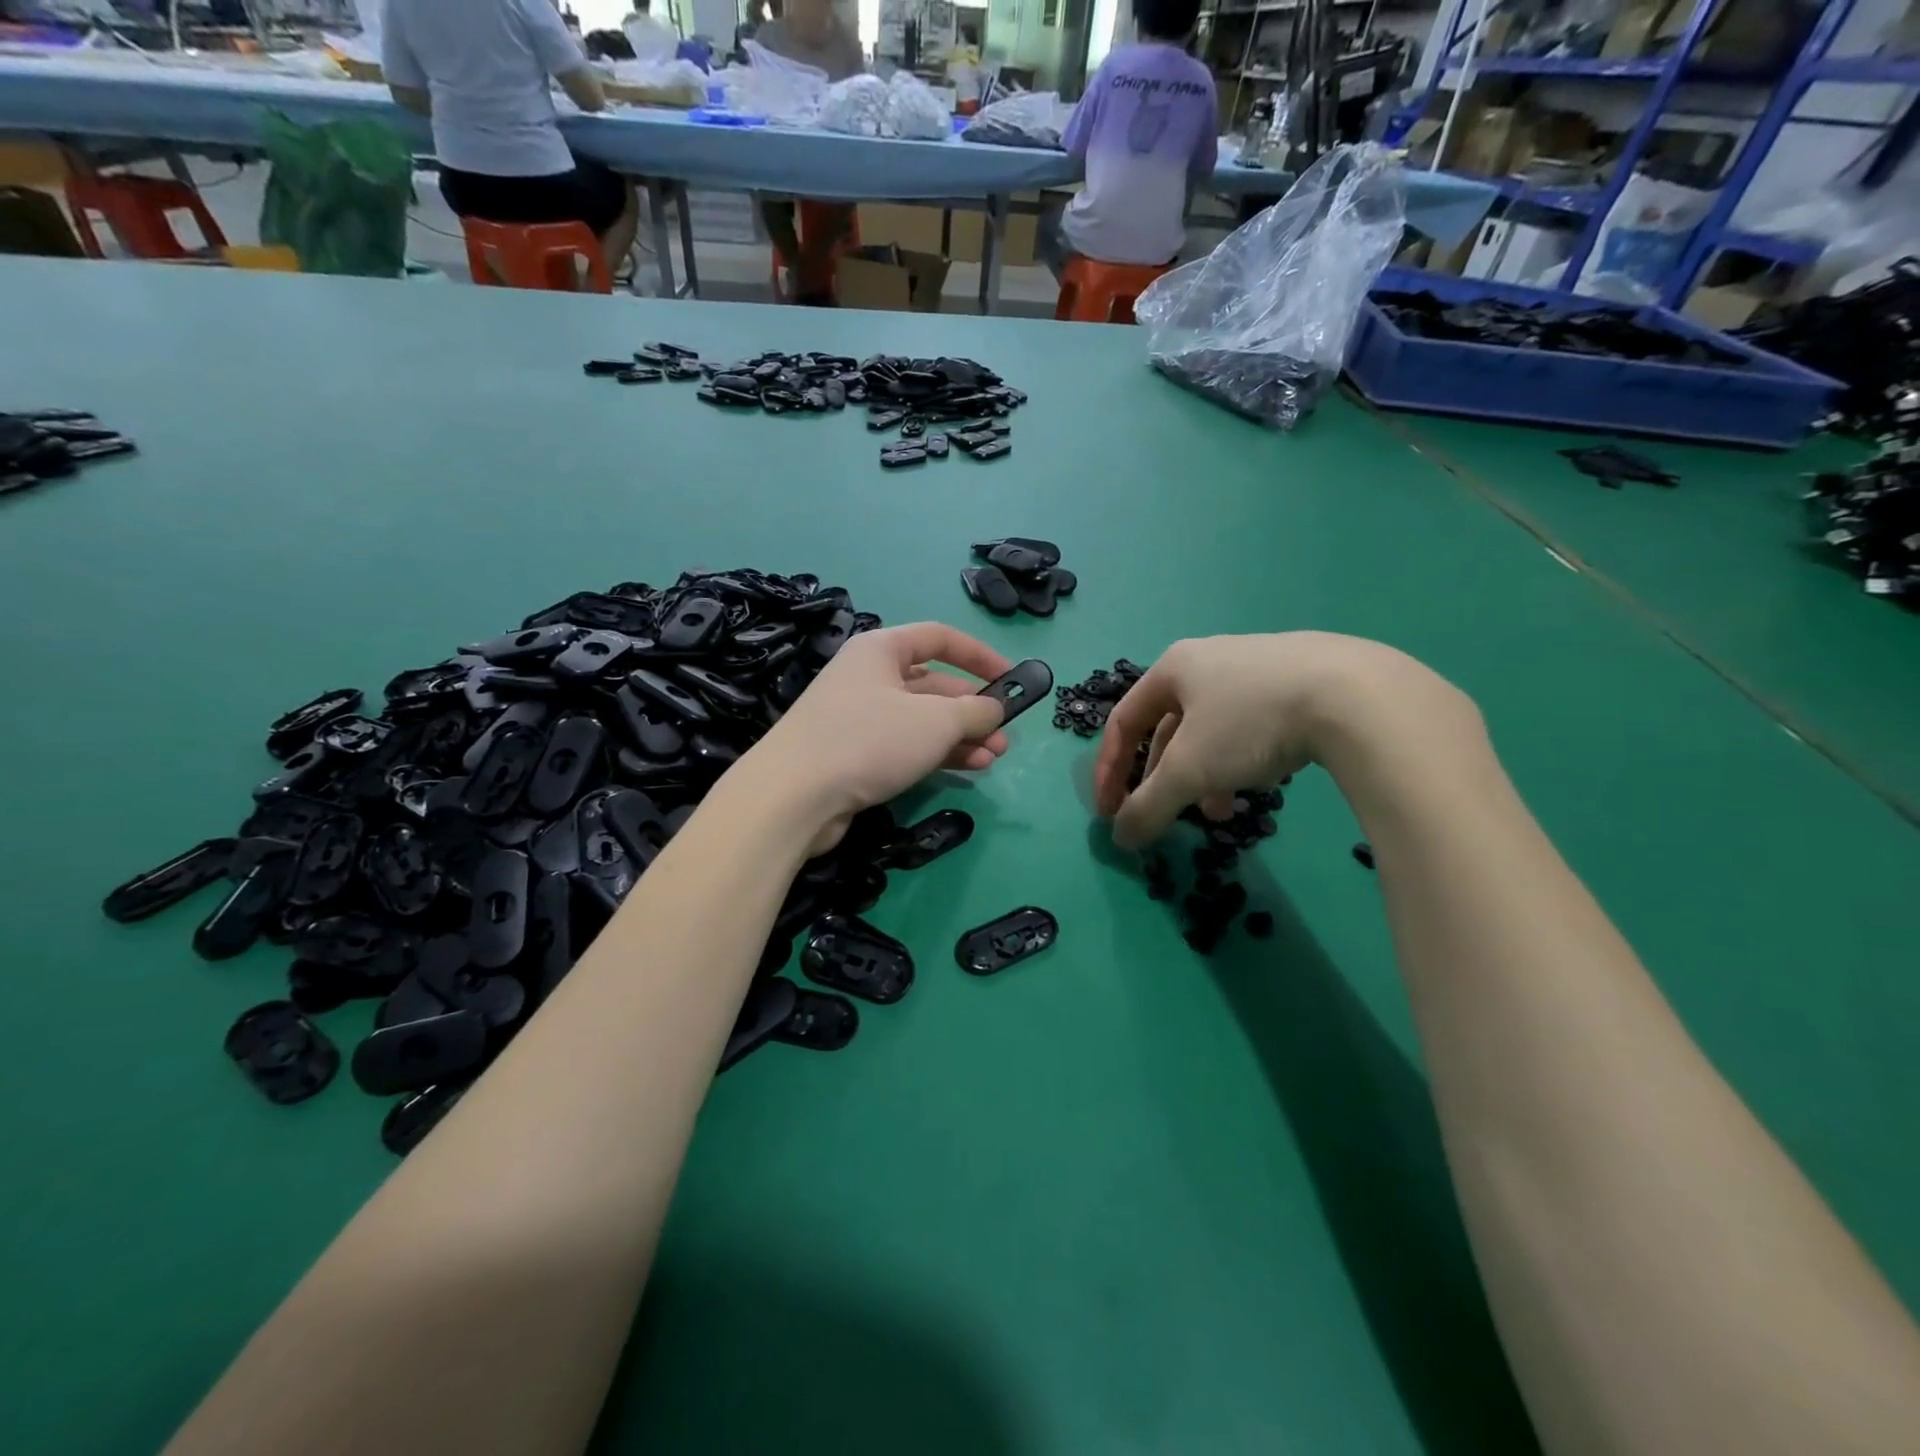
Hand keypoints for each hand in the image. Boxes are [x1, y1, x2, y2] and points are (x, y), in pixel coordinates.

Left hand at [749, 622, 1014, 846]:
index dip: (979, 655)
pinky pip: (906, 744)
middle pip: (933, 683)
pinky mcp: (855, 754)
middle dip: (973, 708)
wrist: (794, 796)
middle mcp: (869, 677)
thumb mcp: (935, 721)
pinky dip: (938, 753)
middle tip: (1004, 734)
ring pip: (922, 719)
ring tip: (995, 757)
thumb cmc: (869, 740)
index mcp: (881, 650)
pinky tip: (970, 768)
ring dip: (961, 736)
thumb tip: (995, 709)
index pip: (939, 637)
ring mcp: (860, 717)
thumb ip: (975, 710)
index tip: (1011, 678)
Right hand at [1093, 632, 1480, 848]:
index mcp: (1174, 667)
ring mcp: (1258, 666)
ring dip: (1206, 776)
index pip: (1123, 722)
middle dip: (1166, 779)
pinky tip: (1265, 783)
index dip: (1110, 771)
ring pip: (1213, 731)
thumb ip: (1148, 806)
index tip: (1111, 813)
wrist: (1357, 695)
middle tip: (1171, 815)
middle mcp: (1210, 659)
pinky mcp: (1301, 679)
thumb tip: (1121, 839)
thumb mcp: (1190, 770)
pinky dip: (1243, 760)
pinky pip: (1252, 726)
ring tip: (1225, 812)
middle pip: (1168, 729)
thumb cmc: (1251, 723)